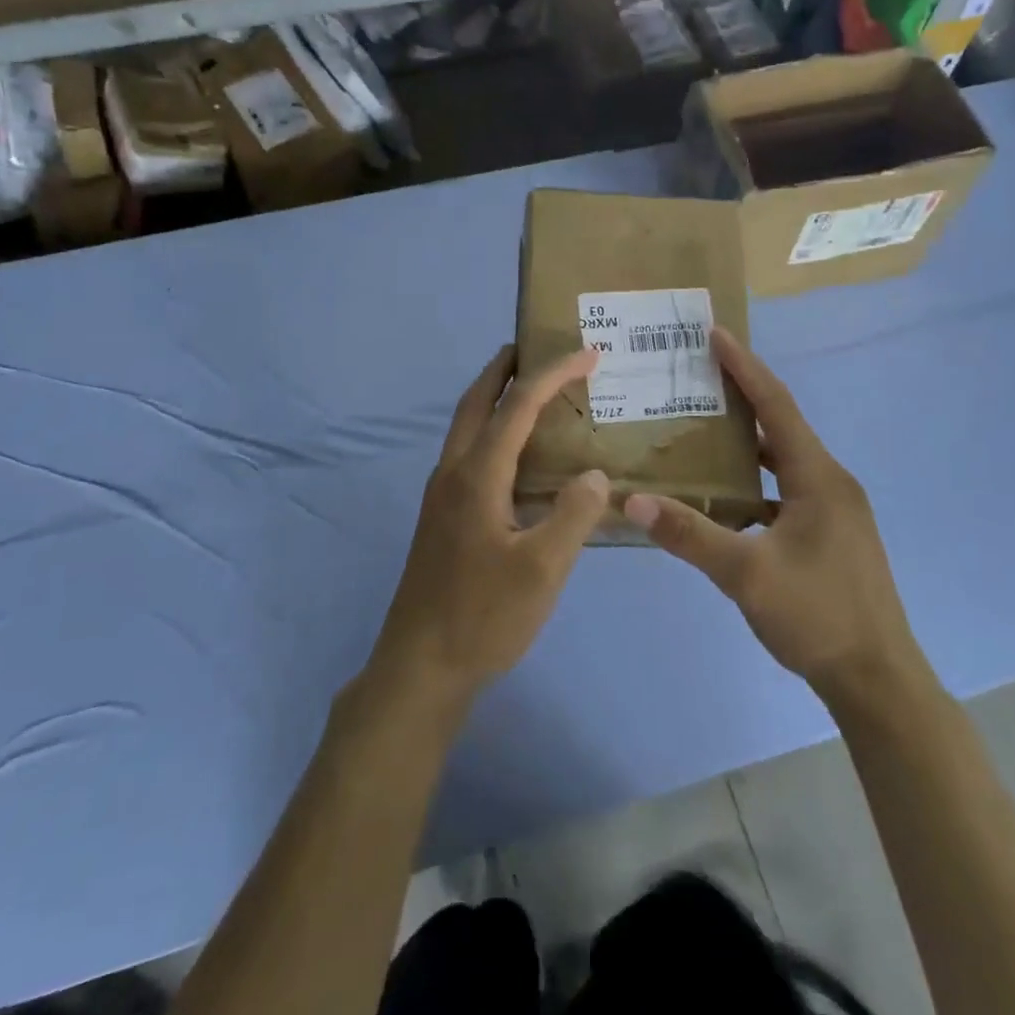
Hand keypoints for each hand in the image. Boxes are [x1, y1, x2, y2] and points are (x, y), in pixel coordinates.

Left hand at [366, 346, 609, 710]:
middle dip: (505, 367)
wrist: (420, 666)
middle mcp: (452, 472)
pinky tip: (518, 456)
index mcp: (476, 475)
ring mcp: (441, 494)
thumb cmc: (483, 617)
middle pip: (476, 401)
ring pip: (467, 426)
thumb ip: (573, 515)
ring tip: (533, 391)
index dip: (553, 374)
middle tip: (538, 348)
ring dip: (496, 397)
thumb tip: (594, 475)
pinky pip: (469, 452)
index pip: (517, 405)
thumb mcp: (542, 570)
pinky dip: (493, 430)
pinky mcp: (441, 515)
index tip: (588, 354)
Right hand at [624, 329, 930, 704]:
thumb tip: (634, 500)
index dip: (745, 367)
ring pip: (784, 461)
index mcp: (818, 478)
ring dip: (748, 442)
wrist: (878, 681)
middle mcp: (831, 483)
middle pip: (782, 426)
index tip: (716, 334)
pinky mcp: (831, 535)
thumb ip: (690, 534)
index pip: (777, 406)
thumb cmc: (817, 616)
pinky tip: (725, 497)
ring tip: (703, 428)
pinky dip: (755, 482)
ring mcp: (835, 511)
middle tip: (697, 377)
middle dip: (742, 397)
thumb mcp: (746, 574)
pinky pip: (786, 491)